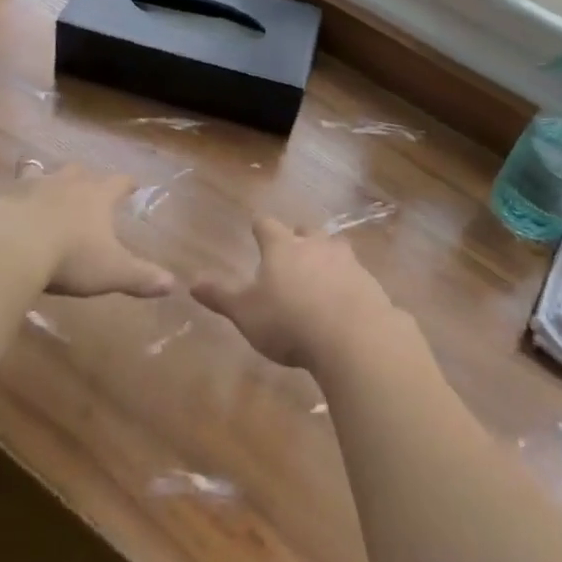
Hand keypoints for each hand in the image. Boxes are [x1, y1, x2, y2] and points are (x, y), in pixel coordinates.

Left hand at [0, 163, 173, 298]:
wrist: (10, 246)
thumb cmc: (68, 258)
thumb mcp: (112, 272)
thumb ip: (142, 277)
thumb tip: (174, 285)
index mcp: (95, 197)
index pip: (118, 183)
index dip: (126, 184)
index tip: (132, 183)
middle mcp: (63, 183)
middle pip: (76, 170)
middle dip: (80, 175)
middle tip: (80, 179)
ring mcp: (25, 184)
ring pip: (32, 168)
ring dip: (33, 169)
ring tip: (30, 169)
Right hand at [192, 217, 397, 371]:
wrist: (353, 335)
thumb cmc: (289, 321)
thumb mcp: (246, 312)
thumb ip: (221, 296)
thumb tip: (191, 281)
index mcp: (282, 246)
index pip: (267, 225)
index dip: (260, 227)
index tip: (256, 228)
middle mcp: (316, 245)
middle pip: (306, 231)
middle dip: (298, 237)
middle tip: (292, 248)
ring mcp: (347, 261)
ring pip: (334, 248)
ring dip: (326, 257)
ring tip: (320, 273)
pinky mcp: (370, 283)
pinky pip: (356, 275)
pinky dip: (348, 283)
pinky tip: (345, 300)